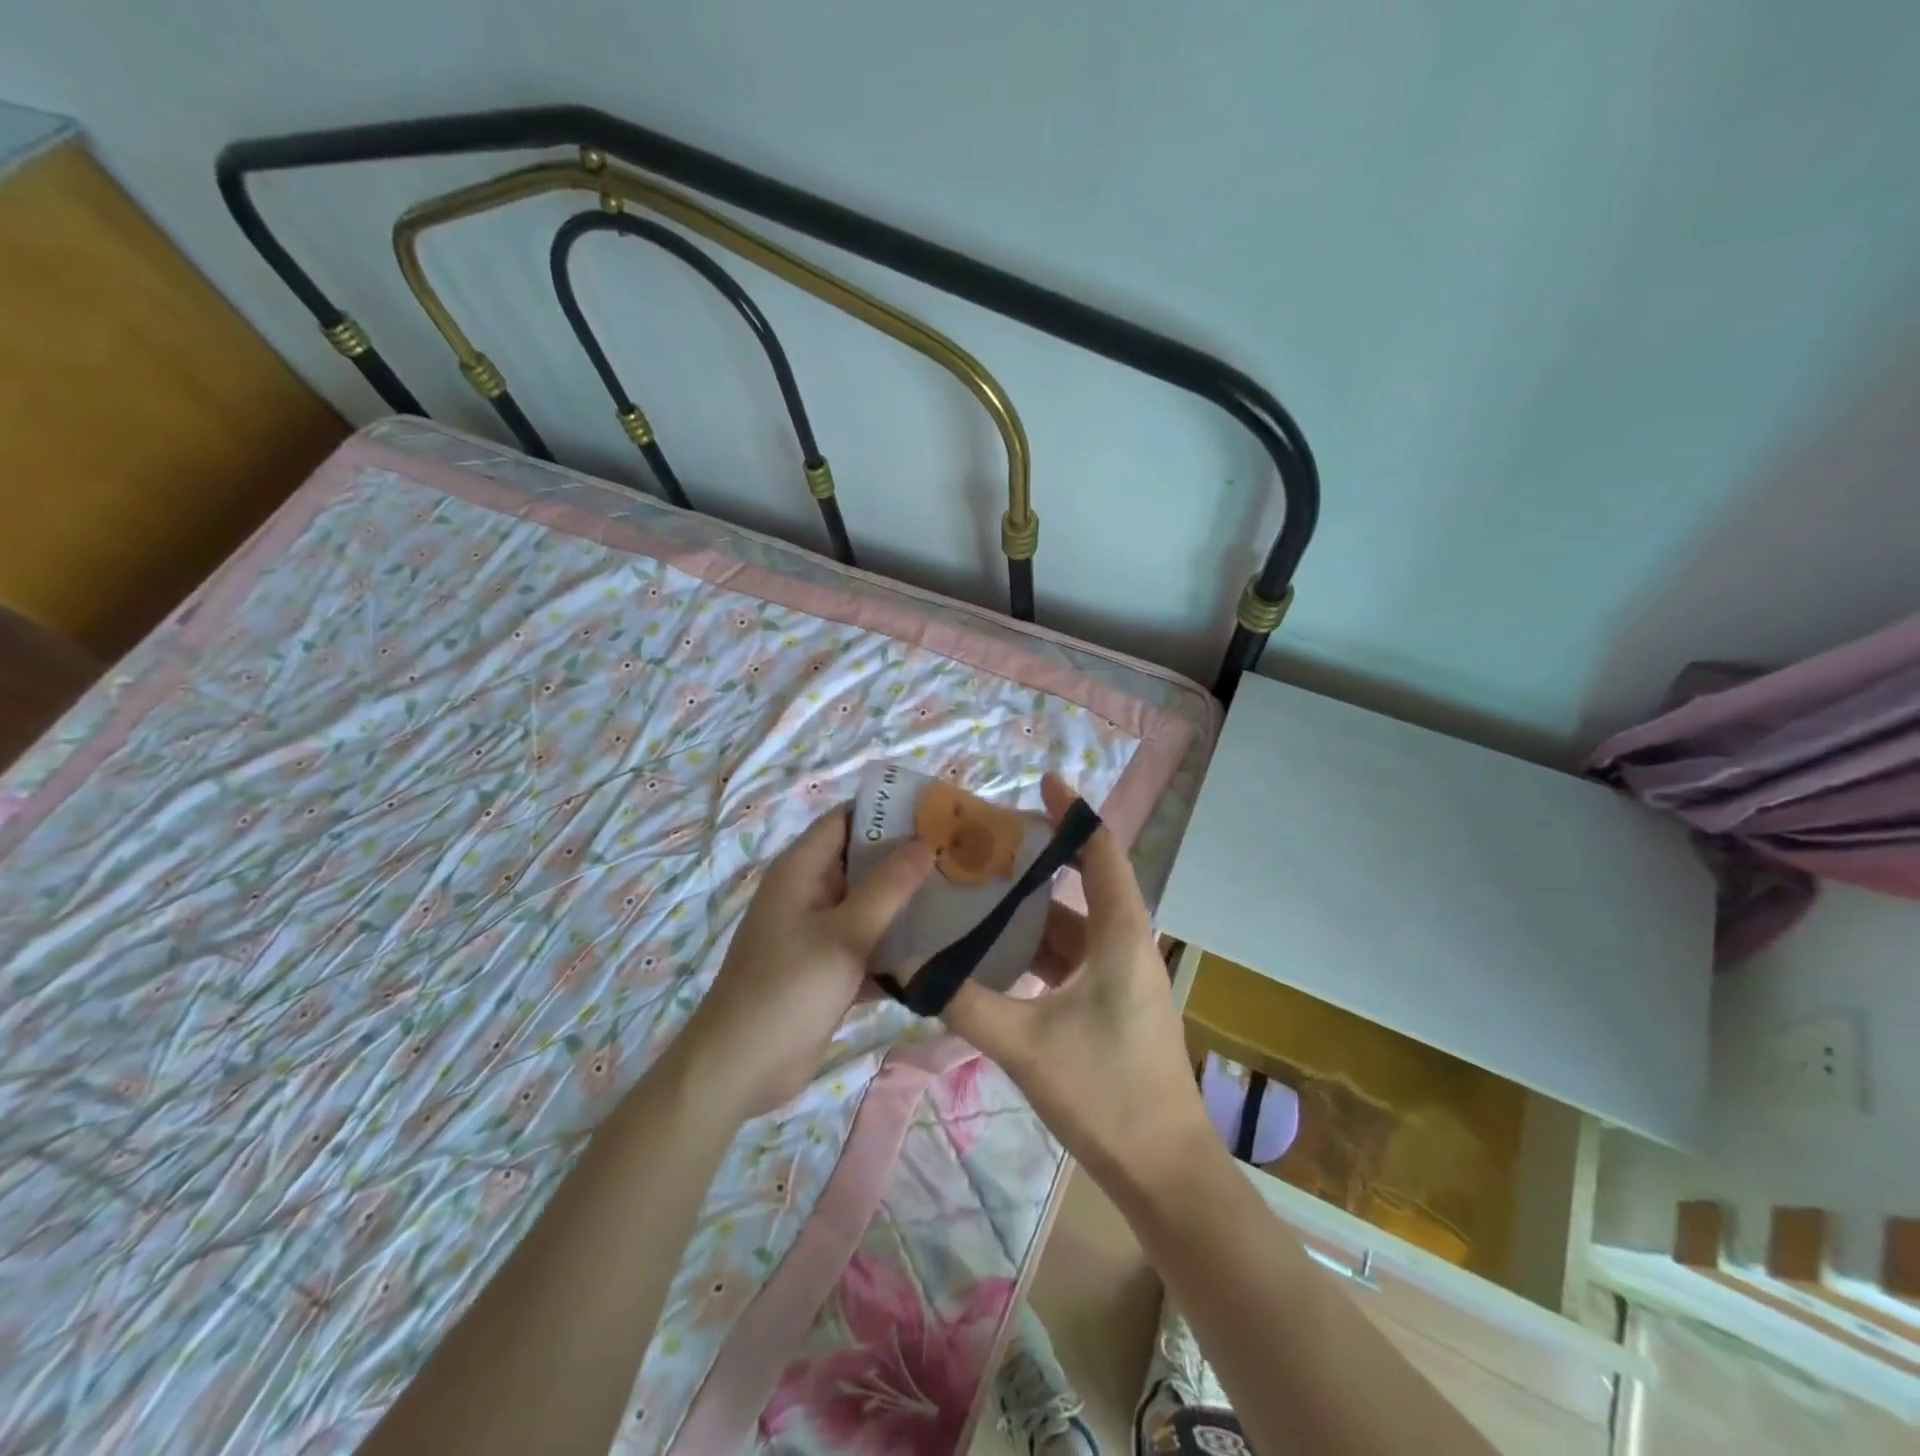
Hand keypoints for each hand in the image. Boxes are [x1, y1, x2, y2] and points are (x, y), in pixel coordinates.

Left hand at [684, 805, 932, 1115]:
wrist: (740, 1068)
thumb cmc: (788, 988)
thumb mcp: (845, 934)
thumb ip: (889, 887)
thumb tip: (926, 842)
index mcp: (801, 870)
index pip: (846, 820)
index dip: (888, 812)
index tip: (937, 814)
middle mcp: (809, 894)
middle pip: (862, 862)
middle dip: (907, 859)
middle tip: (959, 857)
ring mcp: (818, 934)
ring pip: (869, 906)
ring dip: (906, 905)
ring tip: (961, 897)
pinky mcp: (828, 970)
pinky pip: (868, 946)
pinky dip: (896, 947)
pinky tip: (942, 950)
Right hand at [942, 775, 1210, 1196]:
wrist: (1165, 1173)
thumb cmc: (1106, 1095)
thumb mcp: (1025, 1045)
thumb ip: (964, 1002)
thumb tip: (911, 965)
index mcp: (1121, 934)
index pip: (1100, 852)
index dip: (1073, 812)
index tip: (1042, 781)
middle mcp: (1126, 944)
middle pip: (1082, 884)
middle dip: (1036, 862)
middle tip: (984, 845)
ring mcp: (1123, 977)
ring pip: (1072, 927)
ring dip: (1031, 911)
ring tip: (979, 893)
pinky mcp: (1113, 1005)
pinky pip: (1071, 960)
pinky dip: (1037, 950)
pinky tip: (997, 955)